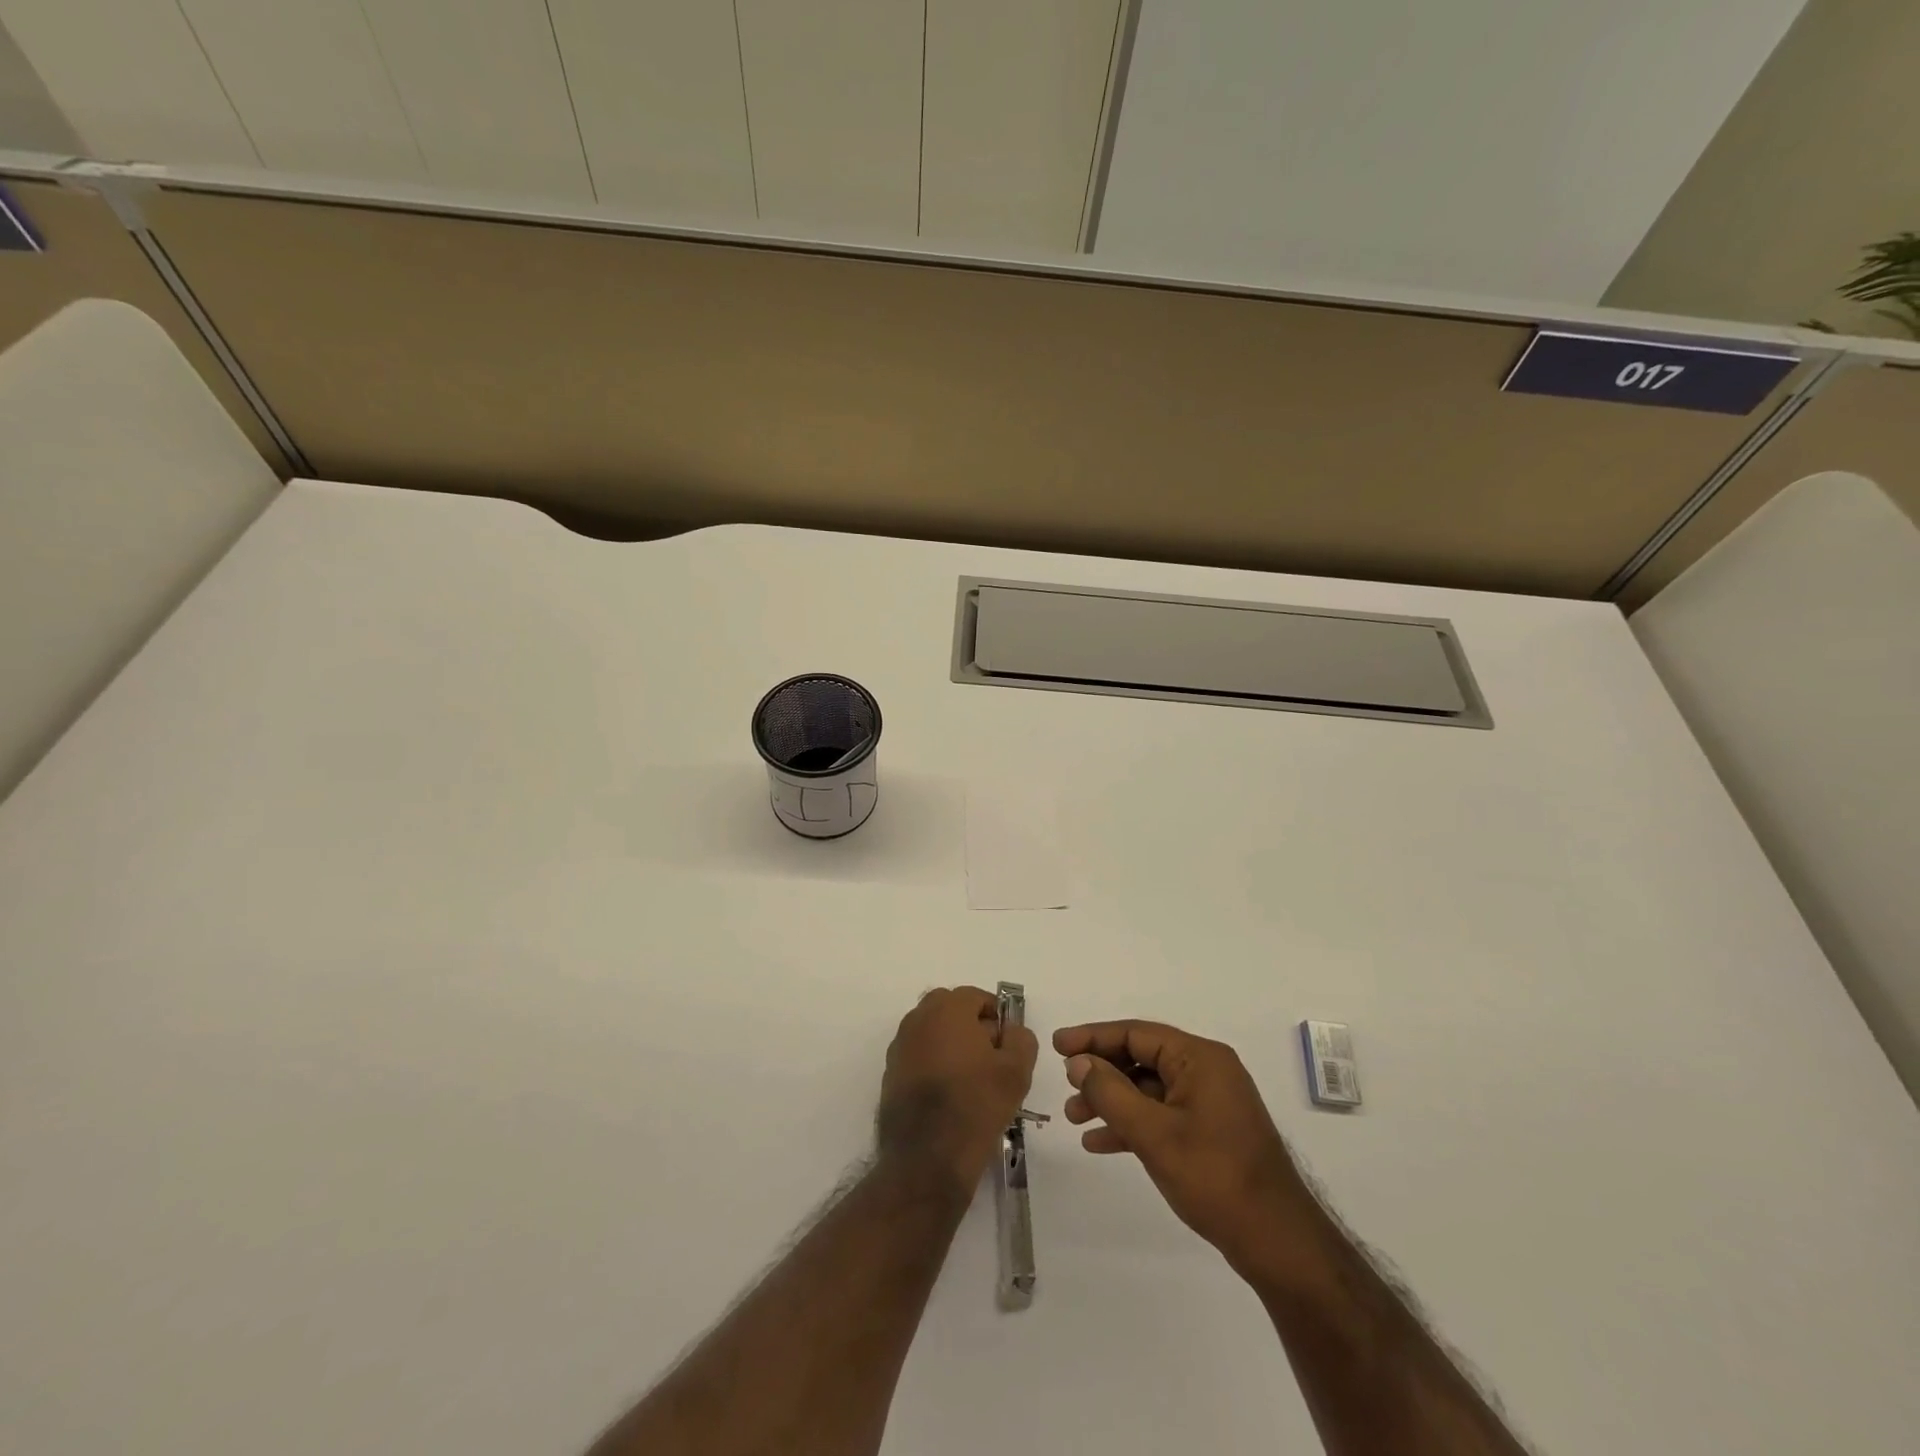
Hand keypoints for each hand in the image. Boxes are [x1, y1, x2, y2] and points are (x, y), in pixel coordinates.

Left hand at [877, 987, 1037, 1194]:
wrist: (928, 1157)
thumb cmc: (976, 1104)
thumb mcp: (1016, 1070)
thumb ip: (1020, 1039)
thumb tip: (1011, 1030)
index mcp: (947, 1009)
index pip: (975, 996)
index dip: (995, 1014)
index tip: (1007, 1040)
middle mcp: (918, 1019)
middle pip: (949, 1009)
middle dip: (970, 1024)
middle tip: (990, 1055)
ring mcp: (900, 1046)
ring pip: (931, 1031)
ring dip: (950, 1043)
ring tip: (971, 1078)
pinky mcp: (890, 1073)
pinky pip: (918, 1055)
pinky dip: (933, 1063)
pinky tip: (948, 1093)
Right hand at [1056, 1020, 1310, 1273]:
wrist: (1278, 1243)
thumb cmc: (1215, 1178)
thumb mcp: (1154, 1134)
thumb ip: (1111, 1093)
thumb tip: (1079, 1063)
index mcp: (1200, 1058)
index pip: (1136, 1033)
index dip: (1093, 1037)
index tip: (1057, 1045)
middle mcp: (1207, 1070)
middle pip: (1141, 1058)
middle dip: (1101, 1074)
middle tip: (1066, 1088)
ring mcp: (1210, 1101)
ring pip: (1148, 1088)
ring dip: (1112, 1101)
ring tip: (1075, 1119)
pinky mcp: (1211, 1130)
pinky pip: (1162, 1113)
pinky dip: (1132, 1124)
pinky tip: (1101, 1143)